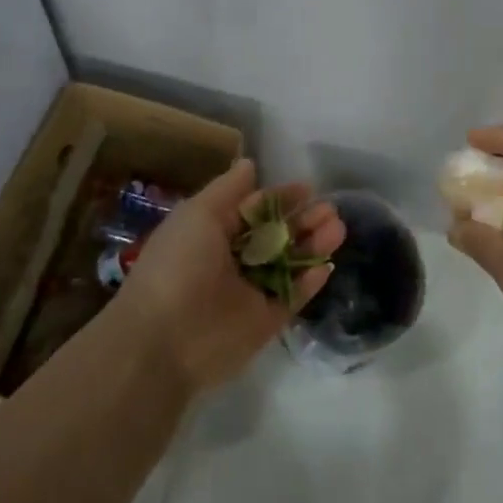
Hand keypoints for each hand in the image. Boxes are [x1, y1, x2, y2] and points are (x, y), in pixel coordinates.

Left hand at [116, 159, 343, 397]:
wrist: (165, 339)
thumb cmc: (178, 265)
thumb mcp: (197, 214)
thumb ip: (228, 189)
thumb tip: (250, 163)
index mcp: (211, 233)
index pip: (252, 210)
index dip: (278, 197)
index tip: (307, 188)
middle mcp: (231, 260)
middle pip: (275, 235)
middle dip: (303, 220)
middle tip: (330, 210)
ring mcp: (250, 292)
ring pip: (289, 264)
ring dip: (312, 245)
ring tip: (337, 229)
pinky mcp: (265, 322)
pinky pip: (292, 297)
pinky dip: (310, 282)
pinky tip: (327, 265)